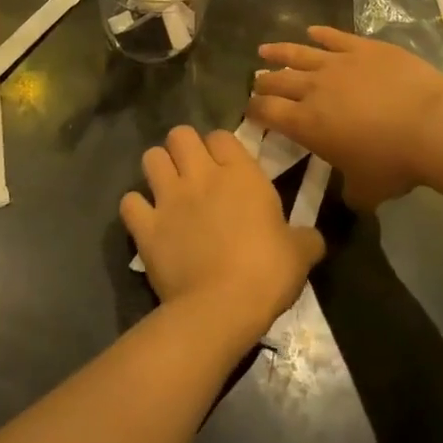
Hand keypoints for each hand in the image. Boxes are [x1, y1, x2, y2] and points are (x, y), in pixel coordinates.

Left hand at [121, 127, 324, 344]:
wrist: (221, 308)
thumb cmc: (267, 273)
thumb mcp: (300, 253)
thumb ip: (306, 237)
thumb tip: (313, 238)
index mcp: (240, 173)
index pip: (222, 135)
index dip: (221, 147)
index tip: (226, 166)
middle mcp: (201, 175)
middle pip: (180, 134)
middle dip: (183, 148)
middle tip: (192, 171)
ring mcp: (169, 198)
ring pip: (150, 158)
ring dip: (158, 169)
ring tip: (167, 188)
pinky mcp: (145, 226)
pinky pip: (129, 202)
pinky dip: (136, 208)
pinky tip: (146, 220)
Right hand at [248, 27, 442, 212]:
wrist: (431, 126)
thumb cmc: (394, 163)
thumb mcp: (366, 190)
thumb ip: (350, 192)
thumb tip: (349, 197)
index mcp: (306, 124)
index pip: (267, 112)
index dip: (254, 110)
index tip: (250, 109)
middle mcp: (313, 89)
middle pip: (278, 81)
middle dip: (263, 82)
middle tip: (257, 82)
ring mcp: (338, 63)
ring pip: (299, 53)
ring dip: (279, 52)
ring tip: (265, 50)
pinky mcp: (362, 47)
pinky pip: (334, 37)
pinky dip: (320, 34)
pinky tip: (312, 31)